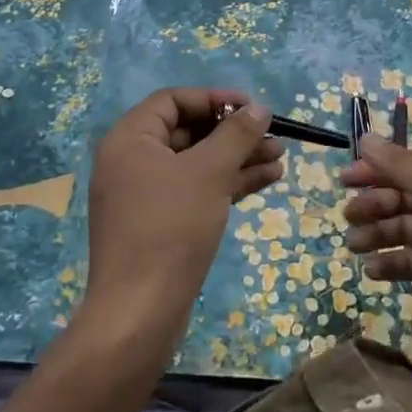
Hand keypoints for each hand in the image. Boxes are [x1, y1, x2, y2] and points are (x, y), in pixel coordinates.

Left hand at [83, 88, 282, 339]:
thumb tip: (259, 108)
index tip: (251, 108)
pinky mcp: (159, 223)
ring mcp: (145, 195)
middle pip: (188, 131)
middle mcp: (132, 161)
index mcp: (130, 140)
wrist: (141, 312)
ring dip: (237, 158)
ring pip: (197, 163)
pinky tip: (267, 180)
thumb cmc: (171, 228)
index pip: (173, 100)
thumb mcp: (209, 173)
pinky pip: (196, 190)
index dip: (214, 99)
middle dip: (233, 133)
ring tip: (280, 157)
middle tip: (273, 136)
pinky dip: (227, 183)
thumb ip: (236, 135)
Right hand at [341, 138, 411, 356]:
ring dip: (377, 234)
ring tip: (352, 246)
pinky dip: (392, 263)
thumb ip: (399, 164)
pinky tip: (371, 270)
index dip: (375, 169)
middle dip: (374, 203)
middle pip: (403, 195)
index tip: (344, 179)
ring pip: (405, 228)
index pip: (407, 163)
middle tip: (348, 216)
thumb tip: (365, 137)